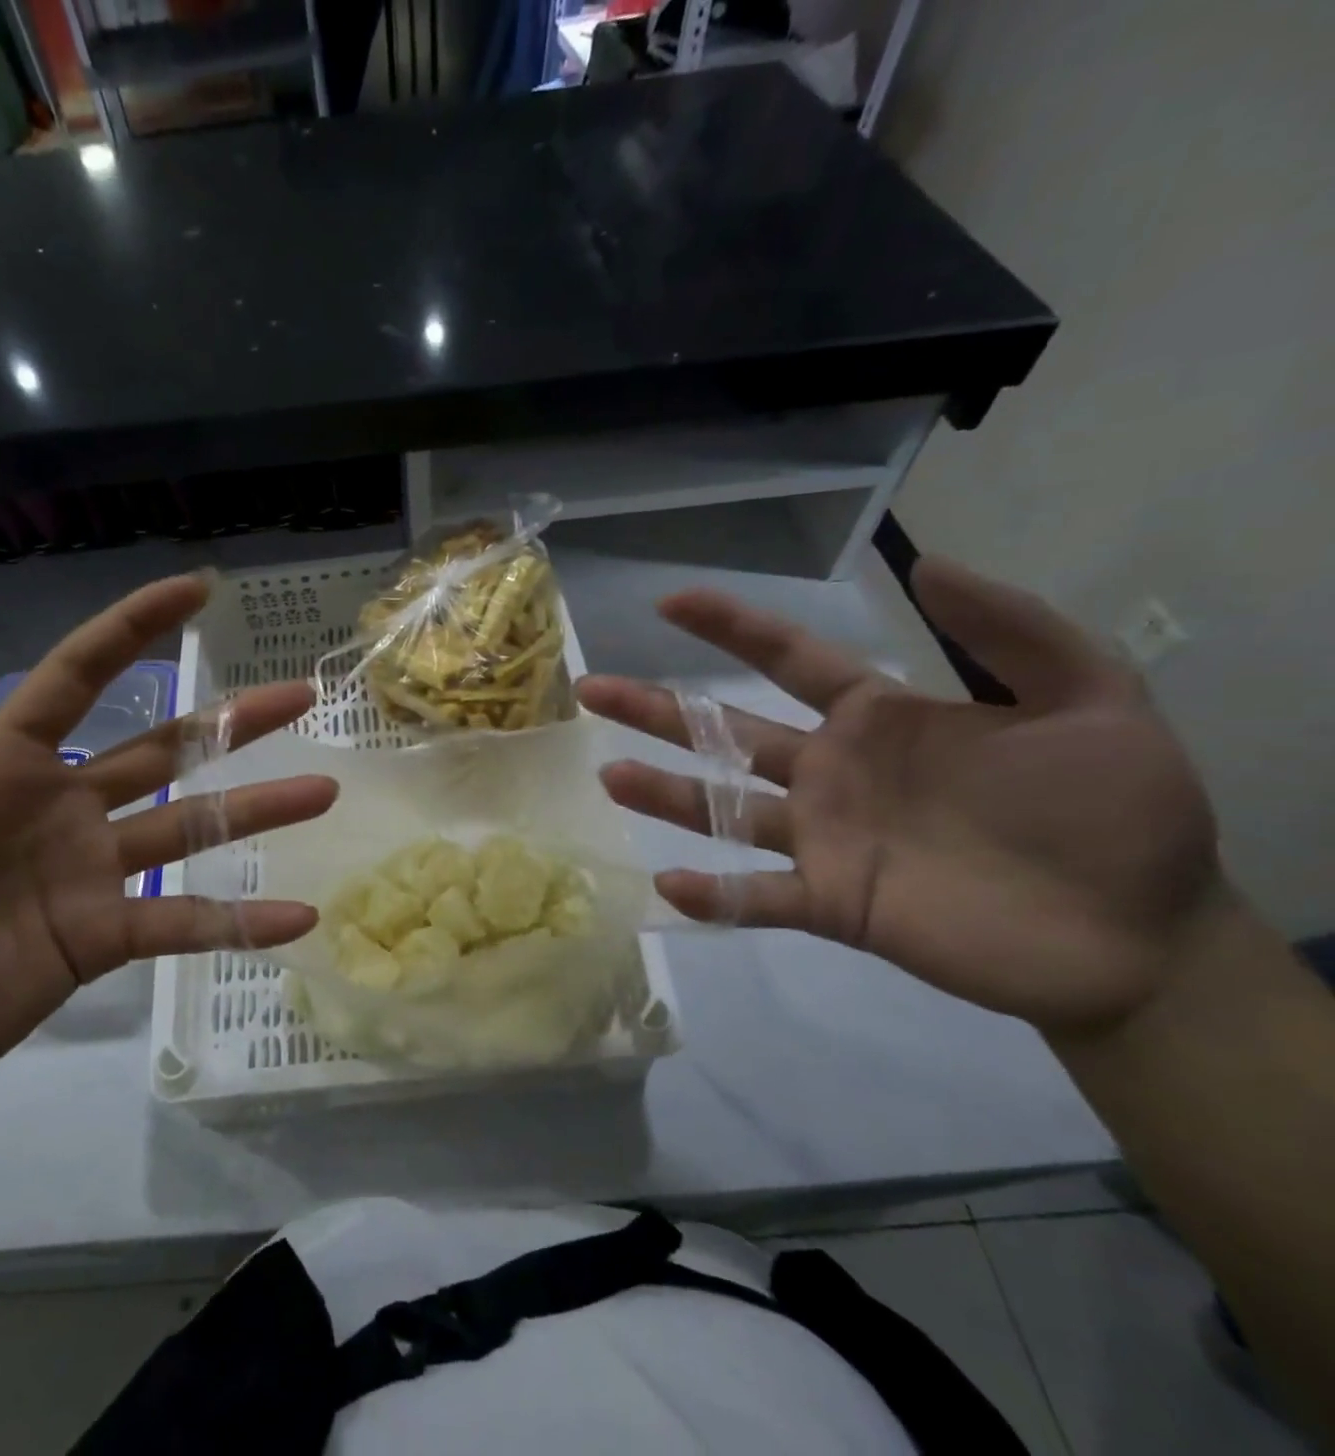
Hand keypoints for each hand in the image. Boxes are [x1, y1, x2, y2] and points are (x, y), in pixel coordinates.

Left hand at [0, 574, 336, 1120]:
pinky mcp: (102, 939)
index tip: (197, 590)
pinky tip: (297, 918)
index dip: (134, 629)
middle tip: (302, 695)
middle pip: (167, 748)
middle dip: (233, 719)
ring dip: (258, 810)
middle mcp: (65, 809)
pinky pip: (184, 922)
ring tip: (322, 790)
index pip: (79, 678)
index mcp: (5, 767)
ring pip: (192, 828)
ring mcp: (91, 875)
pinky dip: (239, 921)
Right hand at [578, 558, 1224, 1035]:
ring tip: (609, 776)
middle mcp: (830, 773)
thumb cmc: (1116, 812)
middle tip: (592, 690)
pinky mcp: (833, 902)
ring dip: (665, 795)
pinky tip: (669, 884)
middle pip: (725, 733)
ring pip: (723, 810)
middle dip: (657, 709)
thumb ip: (1011, 630)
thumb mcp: (1091, 698)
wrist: (1143, 936)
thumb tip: (924, 564)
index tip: (671, 602)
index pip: (788, 660)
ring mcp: (824, 839)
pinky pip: (759, 897)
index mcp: (877, 719)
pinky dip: (716, 895)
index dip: (730, 628)